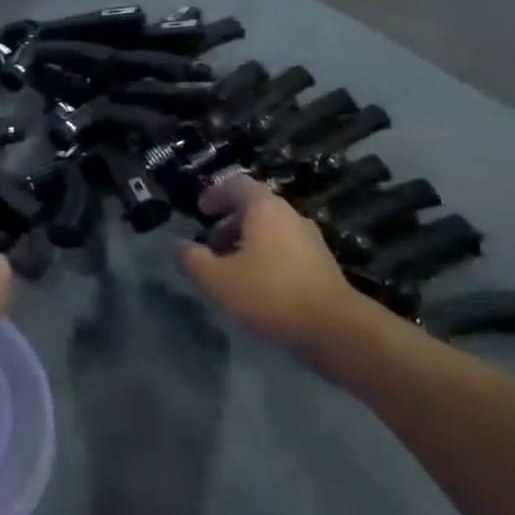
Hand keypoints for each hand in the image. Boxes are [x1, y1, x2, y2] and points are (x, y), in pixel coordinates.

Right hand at [175, 172, 376, 362]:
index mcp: (264, 208)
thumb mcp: (218, 280)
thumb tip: (178, 246)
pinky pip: (286, 249)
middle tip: (211, 247)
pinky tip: (257, 286)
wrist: (336, 330)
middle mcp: (290, 216)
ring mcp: (310, 239)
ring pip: (271, 230)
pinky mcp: (322, 264)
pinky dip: (266, 257)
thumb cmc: (270, 294)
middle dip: (228, 223)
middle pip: (254, 207)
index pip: (236, 184)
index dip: (215, 194)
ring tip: (231, 270)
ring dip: (247, 242)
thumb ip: (193, 259)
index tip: (200, 212)